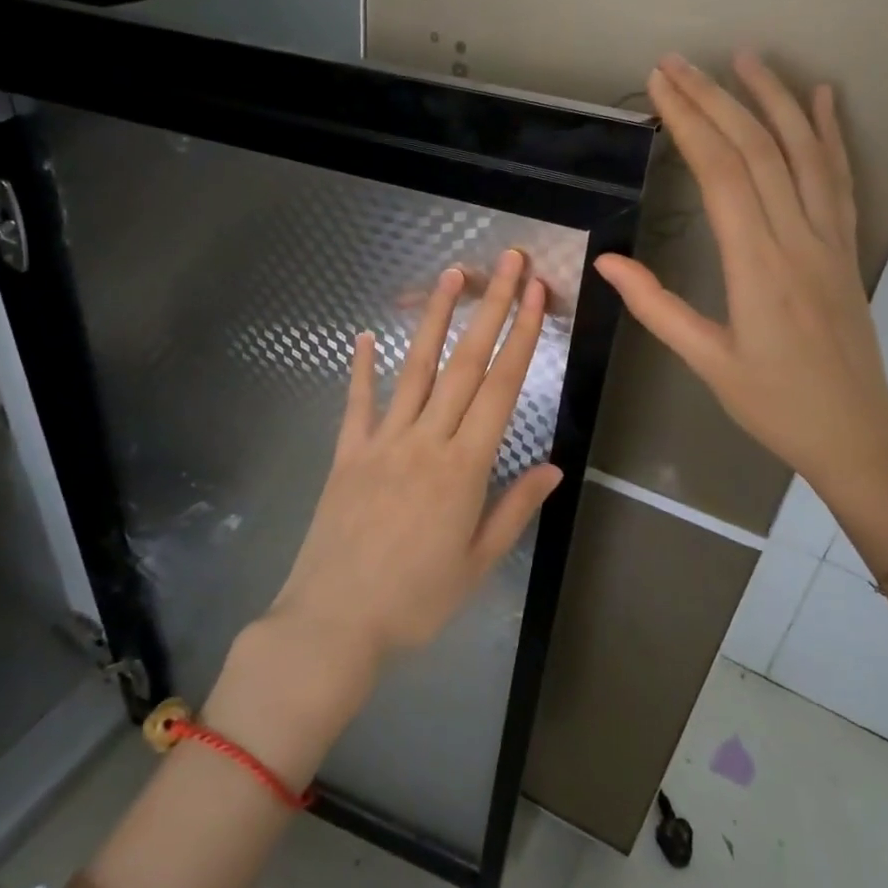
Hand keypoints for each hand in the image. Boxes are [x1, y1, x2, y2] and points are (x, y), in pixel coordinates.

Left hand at [269, 249, 564, 669]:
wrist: (333, 624)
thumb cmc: (415, 603)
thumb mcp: (476, 564)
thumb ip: (514, 509)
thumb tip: (554, 466)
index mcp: (464, 468)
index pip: (500, 388)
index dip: (522, 337)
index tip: (537, 296)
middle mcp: (425, 441)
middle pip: (464, 365)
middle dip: (492, 309)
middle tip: (509, 263)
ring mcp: (381, 442)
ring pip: (414, 369)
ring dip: (435, 319)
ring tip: (451, 276)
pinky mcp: (346, 454)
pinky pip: (357, 403)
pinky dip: (361, 368)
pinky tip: (363, 336)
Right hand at [595, 54, 887, 511]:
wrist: (854, 433)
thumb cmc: (773, 404)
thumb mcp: (706, 362)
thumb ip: (656, 306)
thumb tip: (606, 261)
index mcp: (757, 267)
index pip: (720, 174)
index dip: (689, 122)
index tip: (661, 85)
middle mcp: (798, 239)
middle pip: (757, 151)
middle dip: (715, 99)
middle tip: (679, 62)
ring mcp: (830, 239)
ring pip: (803, 153)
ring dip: (773, 100)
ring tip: (746, 57)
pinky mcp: (847, 247)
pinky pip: (840, 178)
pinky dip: (829, 133)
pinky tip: (820, 98)